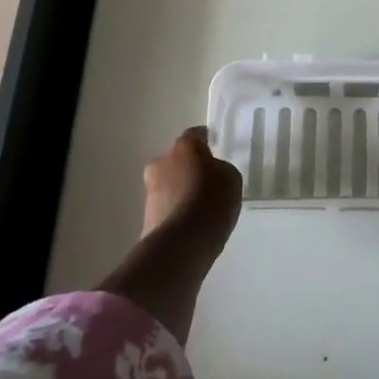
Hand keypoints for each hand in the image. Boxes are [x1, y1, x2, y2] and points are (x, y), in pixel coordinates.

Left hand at [143, 126, 242, 258]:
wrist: (182, 243)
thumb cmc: (211, 200)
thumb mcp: (231, 178)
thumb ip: (220, 169)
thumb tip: (210, 173)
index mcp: (183, 146)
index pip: (195, 135)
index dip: (205, 141)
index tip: (214, 147)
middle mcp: (161, 162)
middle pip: (177, 159)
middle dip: (189, 167)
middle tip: (207, 180)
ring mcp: (150, 191)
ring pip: (169, 184)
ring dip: (181, 190)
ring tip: (201, 206)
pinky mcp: (146, 217)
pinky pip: (167, 207)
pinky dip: (177, 211)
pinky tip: (192, 223)